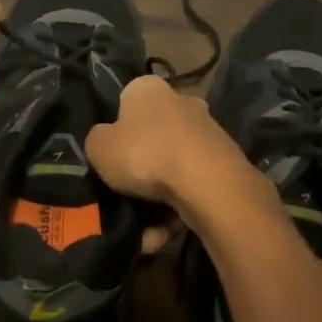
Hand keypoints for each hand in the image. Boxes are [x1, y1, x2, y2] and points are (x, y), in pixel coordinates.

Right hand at [84, 75, 259, 220]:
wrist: (208, 182)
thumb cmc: (145, 153)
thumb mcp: (98, 147)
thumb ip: (97, 140)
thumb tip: (106, 141)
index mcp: (148, 88)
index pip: (125, 101)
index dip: (115, 130)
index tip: (110, 157)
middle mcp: (181, 101)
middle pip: (151, 136)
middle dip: (140, 167)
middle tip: (125, 194)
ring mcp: (207, 130)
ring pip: (171, 167)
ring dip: (157, 197)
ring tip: (145, 230)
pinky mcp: (224, 160)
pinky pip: (190, 186)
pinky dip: (177, 208)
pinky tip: (164, 233)